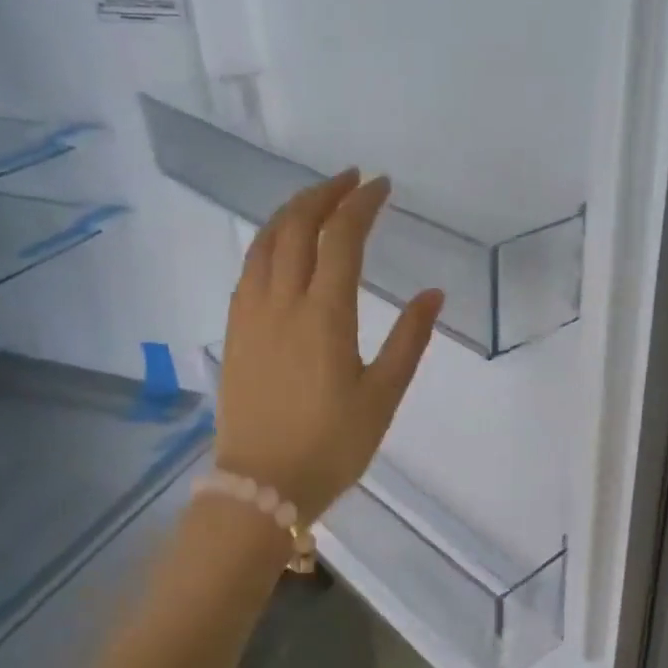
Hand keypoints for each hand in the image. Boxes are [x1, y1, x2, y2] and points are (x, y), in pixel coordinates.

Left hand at [216, 170, 442, 523]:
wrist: (262, 485)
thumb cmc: (332, 445)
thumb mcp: (383, 396)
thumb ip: (409, 340)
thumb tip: (432, 294)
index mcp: (325, 316)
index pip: (341, 238)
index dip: (361, 204)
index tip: (381, 186)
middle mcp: (282, 303)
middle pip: (296, 227)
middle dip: (323, 194)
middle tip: (350, 181)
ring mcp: (251, 315)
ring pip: (264, 242)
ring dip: (290, 212)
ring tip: (315, 201)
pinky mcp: (234, 332)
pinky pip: (248, 269)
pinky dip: (268, 242)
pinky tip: (281, 247)